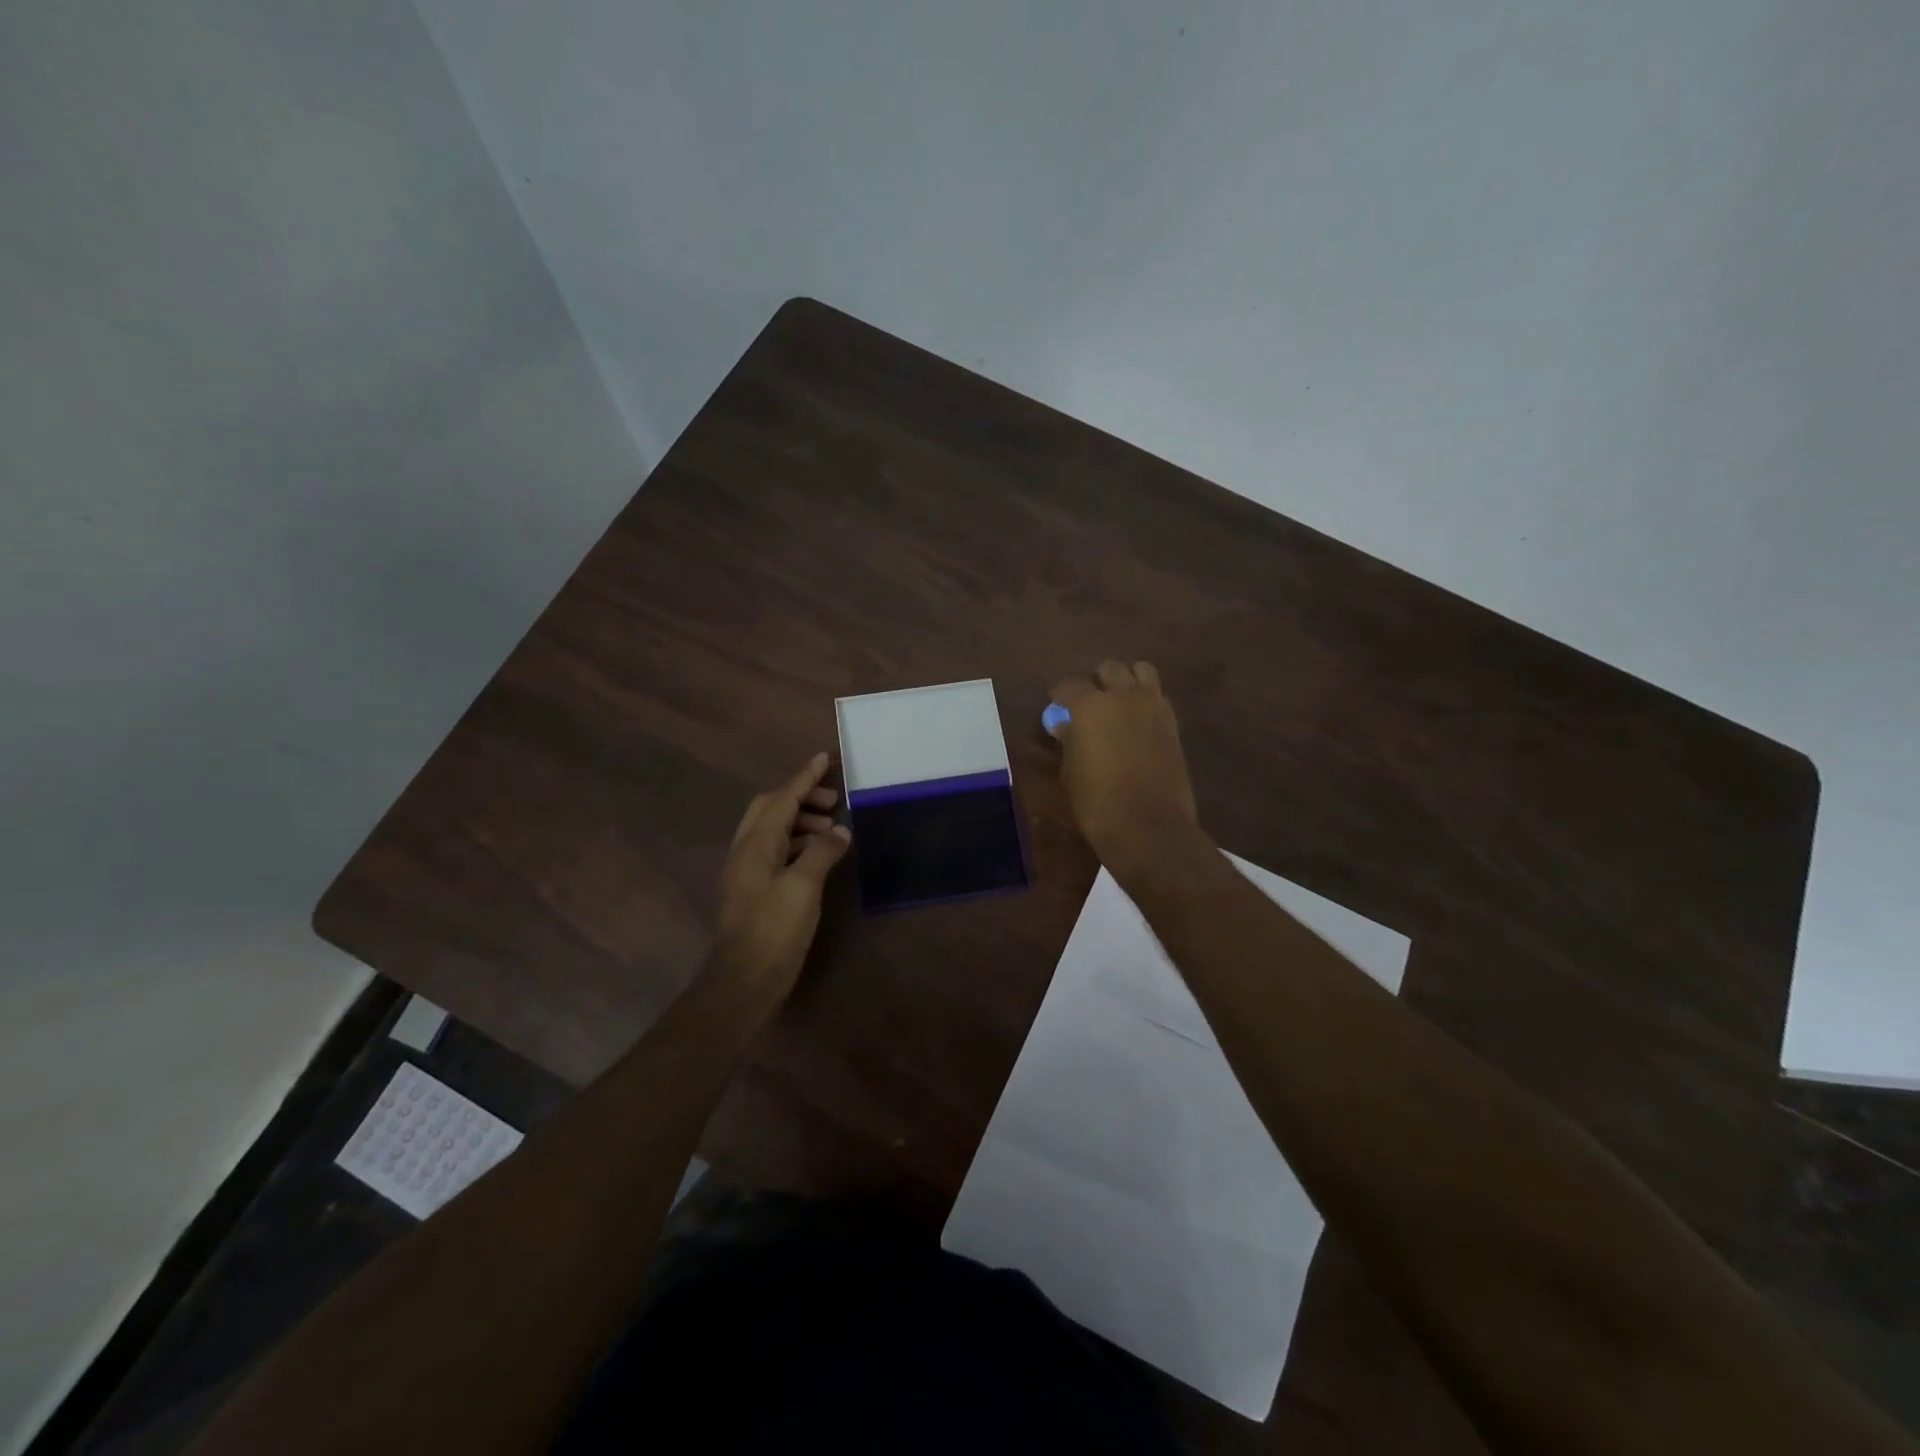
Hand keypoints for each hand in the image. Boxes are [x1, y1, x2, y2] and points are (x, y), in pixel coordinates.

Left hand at [714, 753, 851, 998]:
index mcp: (756, 844)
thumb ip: (822, 852)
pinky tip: (817, 857)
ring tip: (831, 829)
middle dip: (801, 797)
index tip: (824, 758)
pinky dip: (797, 843)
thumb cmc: (774, 929)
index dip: (804, 778)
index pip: (782, 798)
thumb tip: (840, 831)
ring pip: (773, 830)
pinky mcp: (753, 890)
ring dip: (800, 821)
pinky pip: (775, 851)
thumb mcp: (804, 887)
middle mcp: (746, 851)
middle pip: (771, 808)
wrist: (743, 979)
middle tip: (833, 801)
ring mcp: (746, 871)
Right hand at [1048, 660, 1202, 879]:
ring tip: (1118, 703)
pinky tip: (1137, 721)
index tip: (1057, 706)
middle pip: (1109, 669)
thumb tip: (1065, 726)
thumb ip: (1069, 741)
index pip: (1070, 685)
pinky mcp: (1173, 723)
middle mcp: (1123, 696)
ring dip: (1127, 681)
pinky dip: (1146, 699)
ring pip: (1141, 671)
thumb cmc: (1097, 803)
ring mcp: (1153, 706)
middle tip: (1089, 703)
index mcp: (1090, 706)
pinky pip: (1158, 696)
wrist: (1149, 826)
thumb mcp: (1071, 772)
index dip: (1060, 695)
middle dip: (1097, 681)